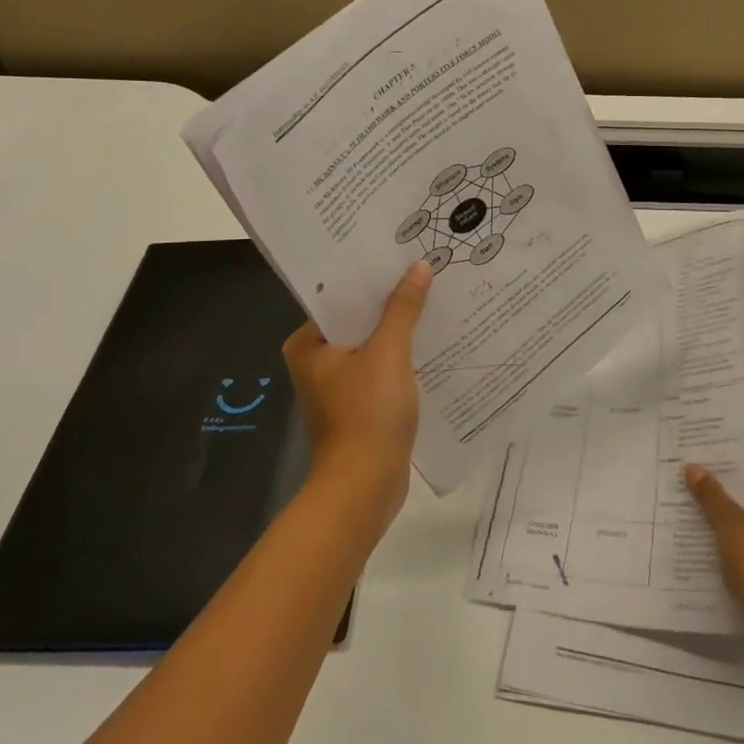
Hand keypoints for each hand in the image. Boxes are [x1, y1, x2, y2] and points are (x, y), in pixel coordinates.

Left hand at [282, 261, 431, 532]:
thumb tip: (419, 267)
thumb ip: (403, 308)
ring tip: (435, 299)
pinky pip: (381, 369)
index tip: (402, 255)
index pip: (340, 297)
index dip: (372, 277)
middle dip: (391, 302)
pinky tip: (432, 342)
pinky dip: (402, 357)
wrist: (365, 487)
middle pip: (358, 320)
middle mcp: (316, 361)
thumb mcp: (389, 353)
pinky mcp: (358, 406)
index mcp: (308, 344)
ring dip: (399, 329)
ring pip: (372, 345)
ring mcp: (338, 386)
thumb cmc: (367, 413)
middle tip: (425, 272)